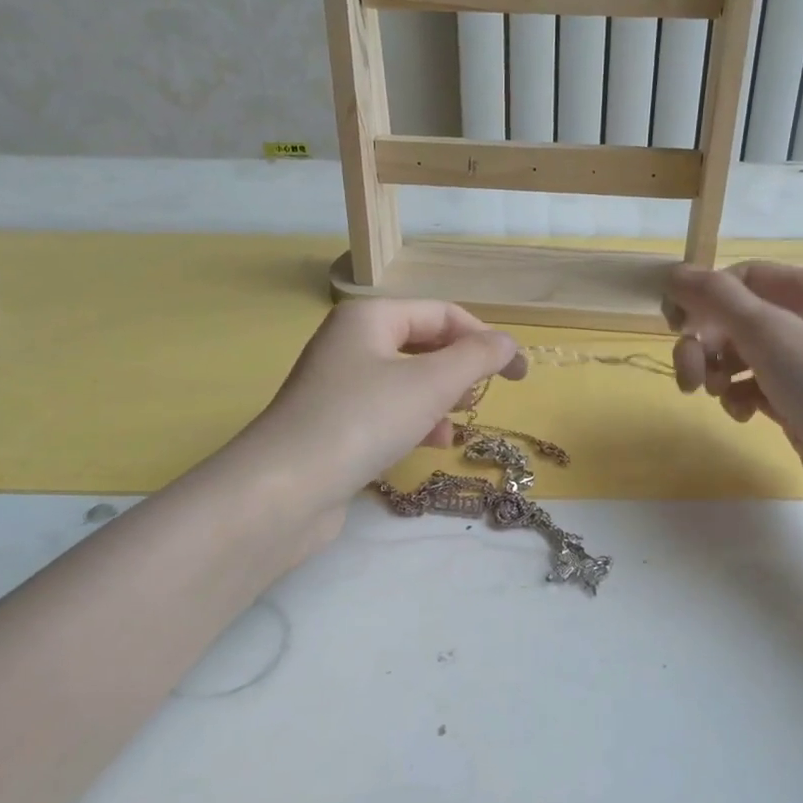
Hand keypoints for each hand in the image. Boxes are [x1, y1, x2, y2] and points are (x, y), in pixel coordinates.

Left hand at [227, 299, 525, 541]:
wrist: (284, 489)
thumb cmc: (363, 420)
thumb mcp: (431, 383)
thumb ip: (477, 358)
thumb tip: (508, 344)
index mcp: (369, 317)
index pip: (442, 313)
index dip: (485, 338)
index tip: (518, 373)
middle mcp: (350, 343)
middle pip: (423, 344)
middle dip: (460, 368)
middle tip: (486, 395)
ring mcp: (338, 385)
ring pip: (407, 380)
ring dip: (441, 397)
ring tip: (460, 422)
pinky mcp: (334, 424)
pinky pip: (387, 411)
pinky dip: (415, 421)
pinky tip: (432, 445)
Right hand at [665, 261, 802, 559]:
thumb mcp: (770, 334)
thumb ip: (717, 300)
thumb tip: (674, 274)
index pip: (742, 277)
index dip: (704, 296)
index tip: (673, 327)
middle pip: (738, 317)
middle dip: (706, 342)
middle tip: (688, 375)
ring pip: (743, 355)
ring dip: (718, 371)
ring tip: (714, 396)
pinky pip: (757, 388)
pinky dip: (740, 397)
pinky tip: (743, 415)